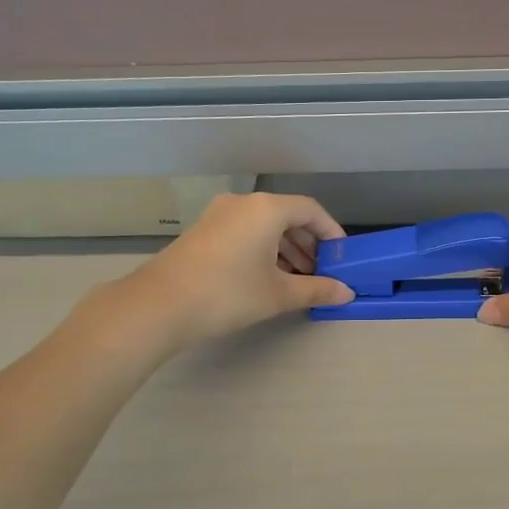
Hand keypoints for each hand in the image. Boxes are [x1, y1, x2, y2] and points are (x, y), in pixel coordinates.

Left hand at [108, 192, 353, 349]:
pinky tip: (268, 277)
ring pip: (264, 225)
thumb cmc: (228, 293)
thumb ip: (316, 290)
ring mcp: (219, 215)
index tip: (343, 257)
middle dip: (308, 243)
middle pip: (287, 215)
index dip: (331, 232)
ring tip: (298, 279)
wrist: (160, 305)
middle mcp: (243, 203)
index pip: (311, 210)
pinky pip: (245, 231)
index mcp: (266, 208)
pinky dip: (263, 249)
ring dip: (286, 248)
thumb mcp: (278, 294)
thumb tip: (347, 293)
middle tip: (321, 272)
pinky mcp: (203, 231)